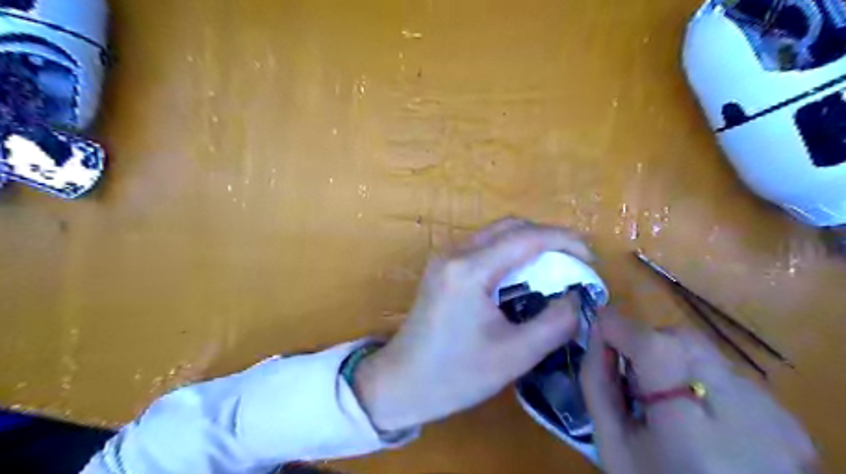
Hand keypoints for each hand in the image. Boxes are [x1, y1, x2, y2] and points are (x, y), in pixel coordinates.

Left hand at [355, 220, 589, 431]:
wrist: (402, 382)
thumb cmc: (456, 374)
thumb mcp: (515, 354)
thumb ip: (555, 322)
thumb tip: (576, 297)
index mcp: (470, 270)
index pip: (525, 237)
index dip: (564, 241)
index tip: (590, 258)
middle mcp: (455, 253)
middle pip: (509, 227)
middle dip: (547, 238)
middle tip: (573, 262)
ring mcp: (444, 258)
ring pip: (495, 234)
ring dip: (527, 244)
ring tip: (553, 269)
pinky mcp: (442, 268)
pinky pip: (482, 248)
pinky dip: (509, 254)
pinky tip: (522, 277)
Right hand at [583, 312, 819, 473]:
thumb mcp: (611, 443)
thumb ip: (597, 381)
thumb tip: (596, 331)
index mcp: (688, 429)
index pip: (654, 347)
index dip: (621, 327)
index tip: (599, 323)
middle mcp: (744, 414)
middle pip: (684, 341)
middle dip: (648, 343)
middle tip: (633, 377)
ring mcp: (773, 417)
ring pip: (706, 352)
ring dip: (674, 359)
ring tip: (666, 399)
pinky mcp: (788, 421)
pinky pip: (729, 374)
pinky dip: (703, 379)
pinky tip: (700, 415)